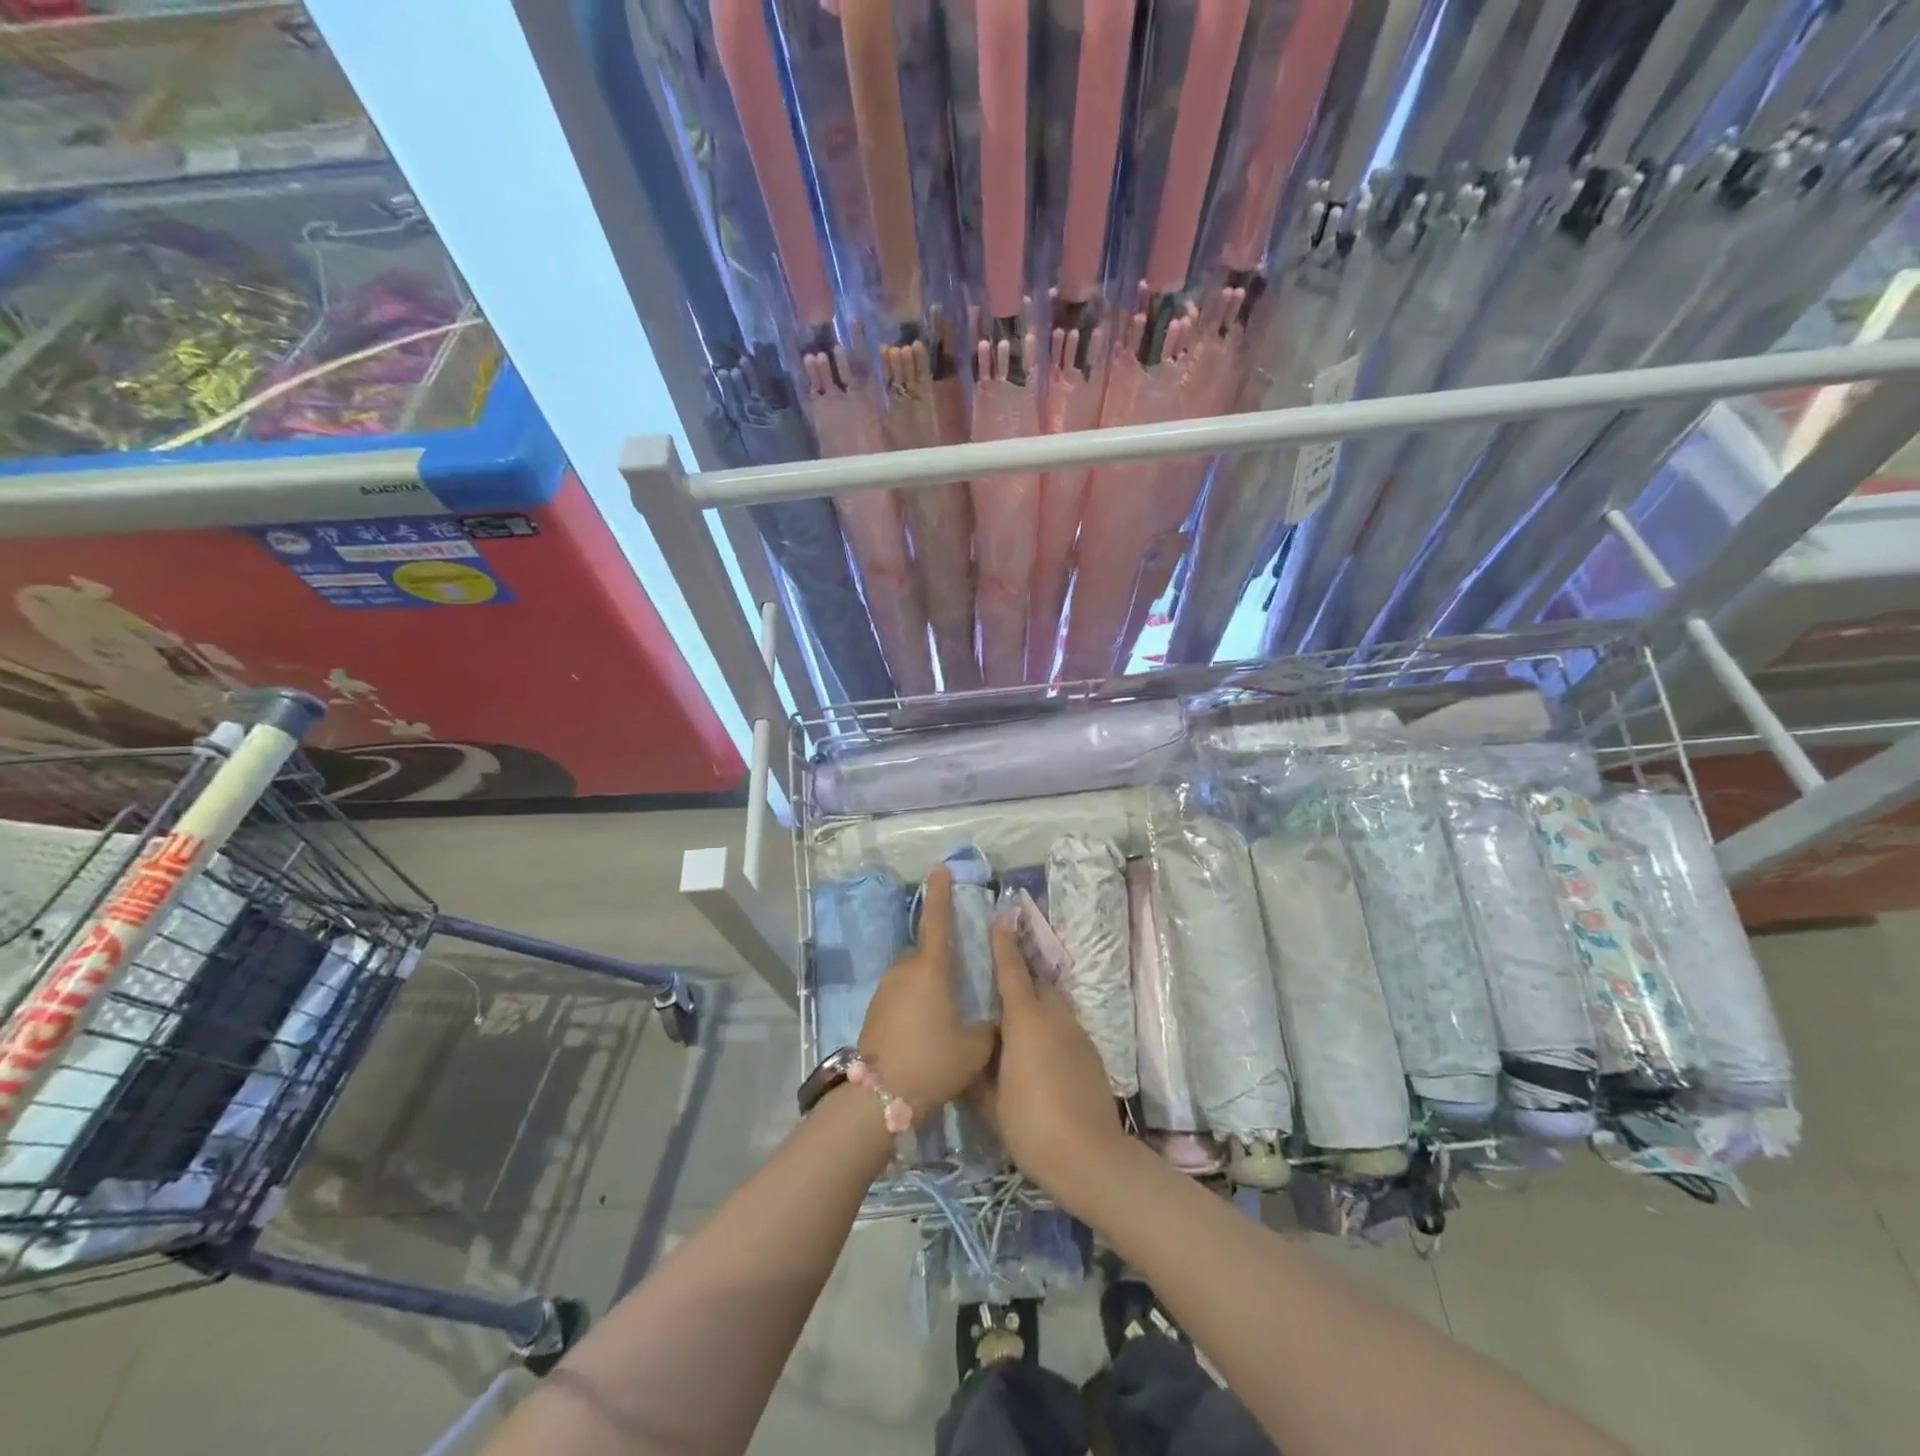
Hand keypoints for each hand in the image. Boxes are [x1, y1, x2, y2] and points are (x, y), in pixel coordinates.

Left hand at [858, 867, 994, 1125]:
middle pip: (924, 954)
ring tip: (943, 1019)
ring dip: (926, 988)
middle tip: (958, 985)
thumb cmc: (933, 1062)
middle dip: (939, 961)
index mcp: (930, 970)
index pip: (937, 922)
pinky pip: (900, 997)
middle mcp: (904, 972)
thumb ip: (987, 1027)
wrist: (879, 1098)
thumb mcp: (975, 1048)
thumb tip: (992, 1022)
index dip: (940, 894)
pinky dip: (913, 1005)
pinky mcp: (873, 1013)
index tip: (940, 869)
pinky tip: (925, 1033)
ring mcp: (884, 992)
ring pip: (911, 978)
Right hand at [971, 914, 1134, 1212]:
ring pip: (1054, 1005)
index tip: (1001, 919)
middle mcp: (1054, 1017)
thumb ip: (977, 1072)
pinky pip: (1065, 1026)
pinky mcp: (1091, 1054)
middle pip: (1038, 984)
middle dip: (1021, 976)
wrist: (1090, 1157)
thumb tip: (968, 1055)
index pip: (1012, 971)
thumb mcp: (991, 1102)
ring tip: (1016, 1021)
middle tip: (998, 983)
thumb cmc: (1031, 1125)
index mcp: (1025, 1020)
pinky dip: (1051, 1027)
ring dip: (1037, 1004)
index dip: (1004, 944)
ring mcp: (1077, 1034)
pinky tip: (1038, 1053)